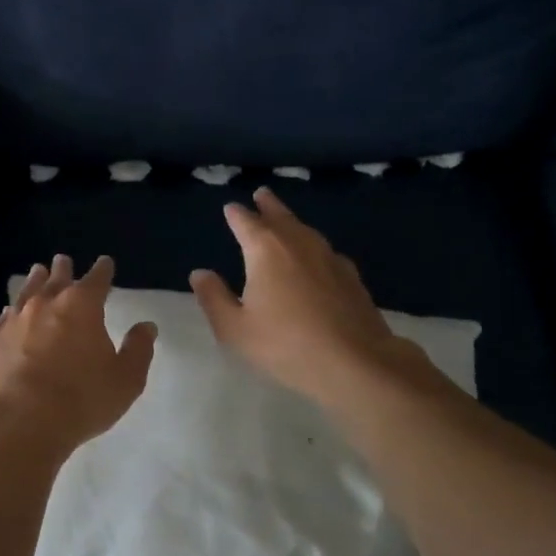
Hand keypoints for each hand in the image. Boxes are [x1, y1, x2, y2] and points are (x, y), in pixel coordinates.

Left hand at [0, 254, 157, 452]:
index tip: (105, 263)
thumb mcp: (125, 379)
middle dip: (63, 269)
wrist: (21, 422)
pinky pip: (4, 318)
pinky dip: (11, 312)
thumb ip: (138, 349)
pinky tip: (10, 314)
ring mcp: (14, 320)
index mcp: (82, 306)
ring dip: (35, 281)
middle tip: (63, 261)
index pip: (97, 279)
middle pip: (57, 278)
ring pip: (27, 292)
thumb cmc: (81, 400)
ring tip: (37, 272)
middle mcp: (46, 304)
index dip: (103, 270)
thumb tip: (146, 326)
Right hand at [190, 188, 439, 410]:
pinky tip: (317, 257)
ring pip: (306, 230)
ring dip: (292, 221)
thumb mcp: (235, 329)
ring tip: (285, 219)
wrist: (355, 362)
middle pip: (280, 217)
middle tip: (262, 194)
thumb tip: (200, 273)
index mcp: (265, 250)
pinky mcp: (351, 276)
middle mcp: (298, 244)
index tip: (230, 208)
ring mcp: (329, 258)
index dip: (236, 214)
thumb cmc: (285, 345)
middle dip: (268, 206)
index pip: (246, 223)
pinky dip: (314, 246)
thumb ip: (214, 298)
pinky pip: (326, 250)